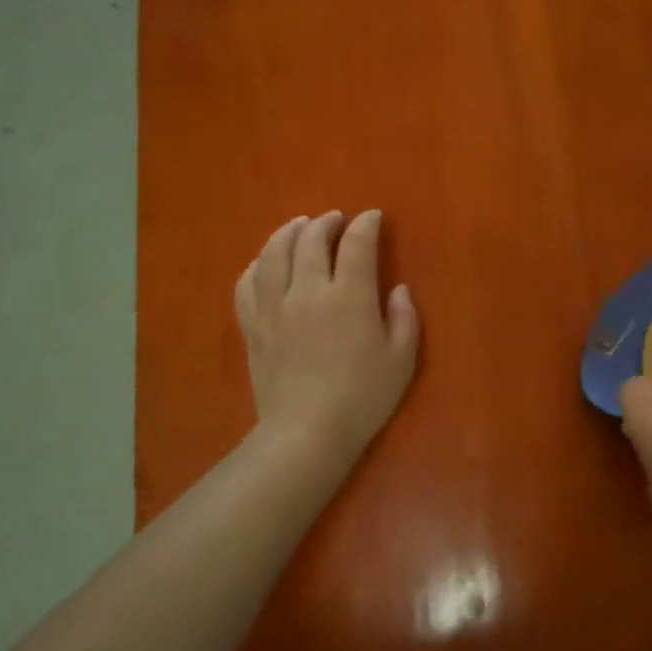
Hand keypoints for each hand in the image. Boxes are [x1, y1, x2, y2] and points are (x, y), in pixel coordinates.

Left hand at [235, 211, 419, 466]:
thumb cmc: (363, 397)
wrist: (307, 433)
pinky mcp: (253, 327)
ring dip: (288, 233)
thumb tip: (398, 289)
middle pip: (311, 240)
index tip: (373, 217)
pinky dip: (257, 265)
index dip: (366, 224)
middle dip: (326, 222)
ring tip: (299, 226)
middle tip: (336, 219)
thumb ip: (404, 318)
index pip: (357, 244)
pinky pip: (247, 284)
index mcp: (350, 296)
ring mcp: (274, 308)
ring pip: (274, 254)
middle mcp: (309, 291)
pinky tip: (265, 263)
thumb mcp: (401, 359)